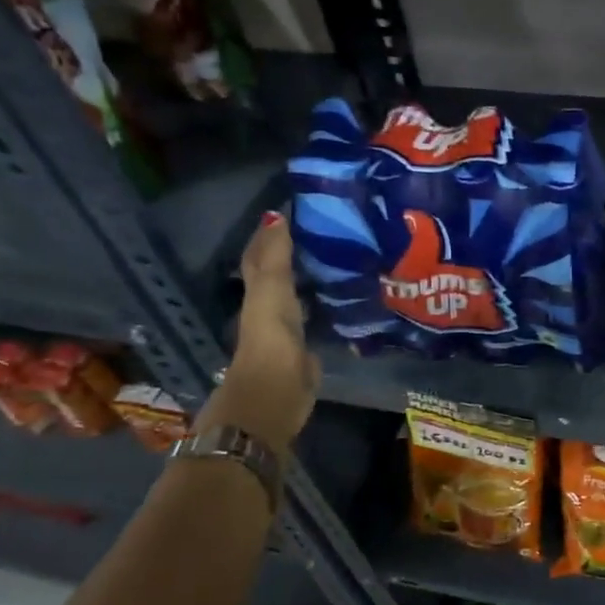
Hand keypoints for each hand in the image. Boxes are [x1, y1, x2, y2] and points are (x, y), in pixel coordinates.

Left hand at [197, 211, 320, 450]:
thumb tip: (276, 215)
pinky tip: (344, 296)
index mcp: (259, 292)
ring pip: (299, 295)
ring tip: (338, 256)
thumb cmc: (270, 340)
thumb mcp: (272, 291)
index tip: (292, 210)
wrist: (274, 395)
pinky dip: (326, 303)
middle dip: (293, 253)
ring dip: (312, 278)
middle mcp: (272, 307)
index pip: (262, 257)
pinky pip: (317, 317)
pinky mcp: (308, 348)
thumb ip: (276, 257)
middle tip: (322, 230)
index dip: (270, 234)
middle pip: (279, 274)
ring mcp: (290, 329)